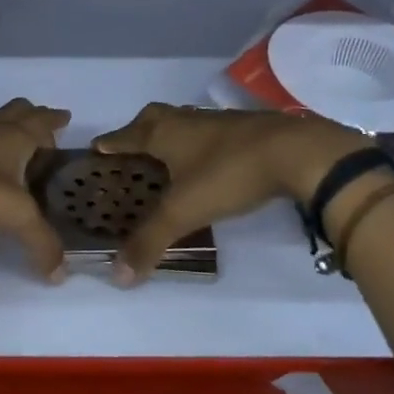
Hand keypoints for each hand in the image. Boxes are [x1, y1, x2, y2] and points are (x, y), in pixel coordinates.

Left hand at [0, 99, 72, 280]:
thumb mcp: (13, 216)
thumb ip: (40, 242)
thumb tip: (60, 274)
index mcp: (13, 136)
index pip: (41, 122)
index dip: (54, 120)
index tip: (63, 117)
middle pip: (14, 111)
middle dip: (29, 115)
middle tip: (38, 127)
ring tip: (5, 138)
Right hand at [92, 104, 373, 284]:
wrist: (296, 152)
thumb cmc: (228, 173)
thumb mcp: (184, 211)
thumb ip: (150, 241)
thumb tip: (117, 276)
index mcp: (164, 133)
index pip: (126, 135)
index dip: (110, 143)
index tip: (97, 147)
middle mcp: (187, 121)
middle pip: (155, 118)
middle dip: (139, 130)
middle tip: (132, 148)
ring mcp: (220, 122)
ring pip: (185, 123)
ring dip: (172, 135)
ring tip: (169, 157)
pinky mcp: (248, 129)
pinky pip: (213, 132)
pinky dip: (203, 143)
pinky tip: (210, 161)